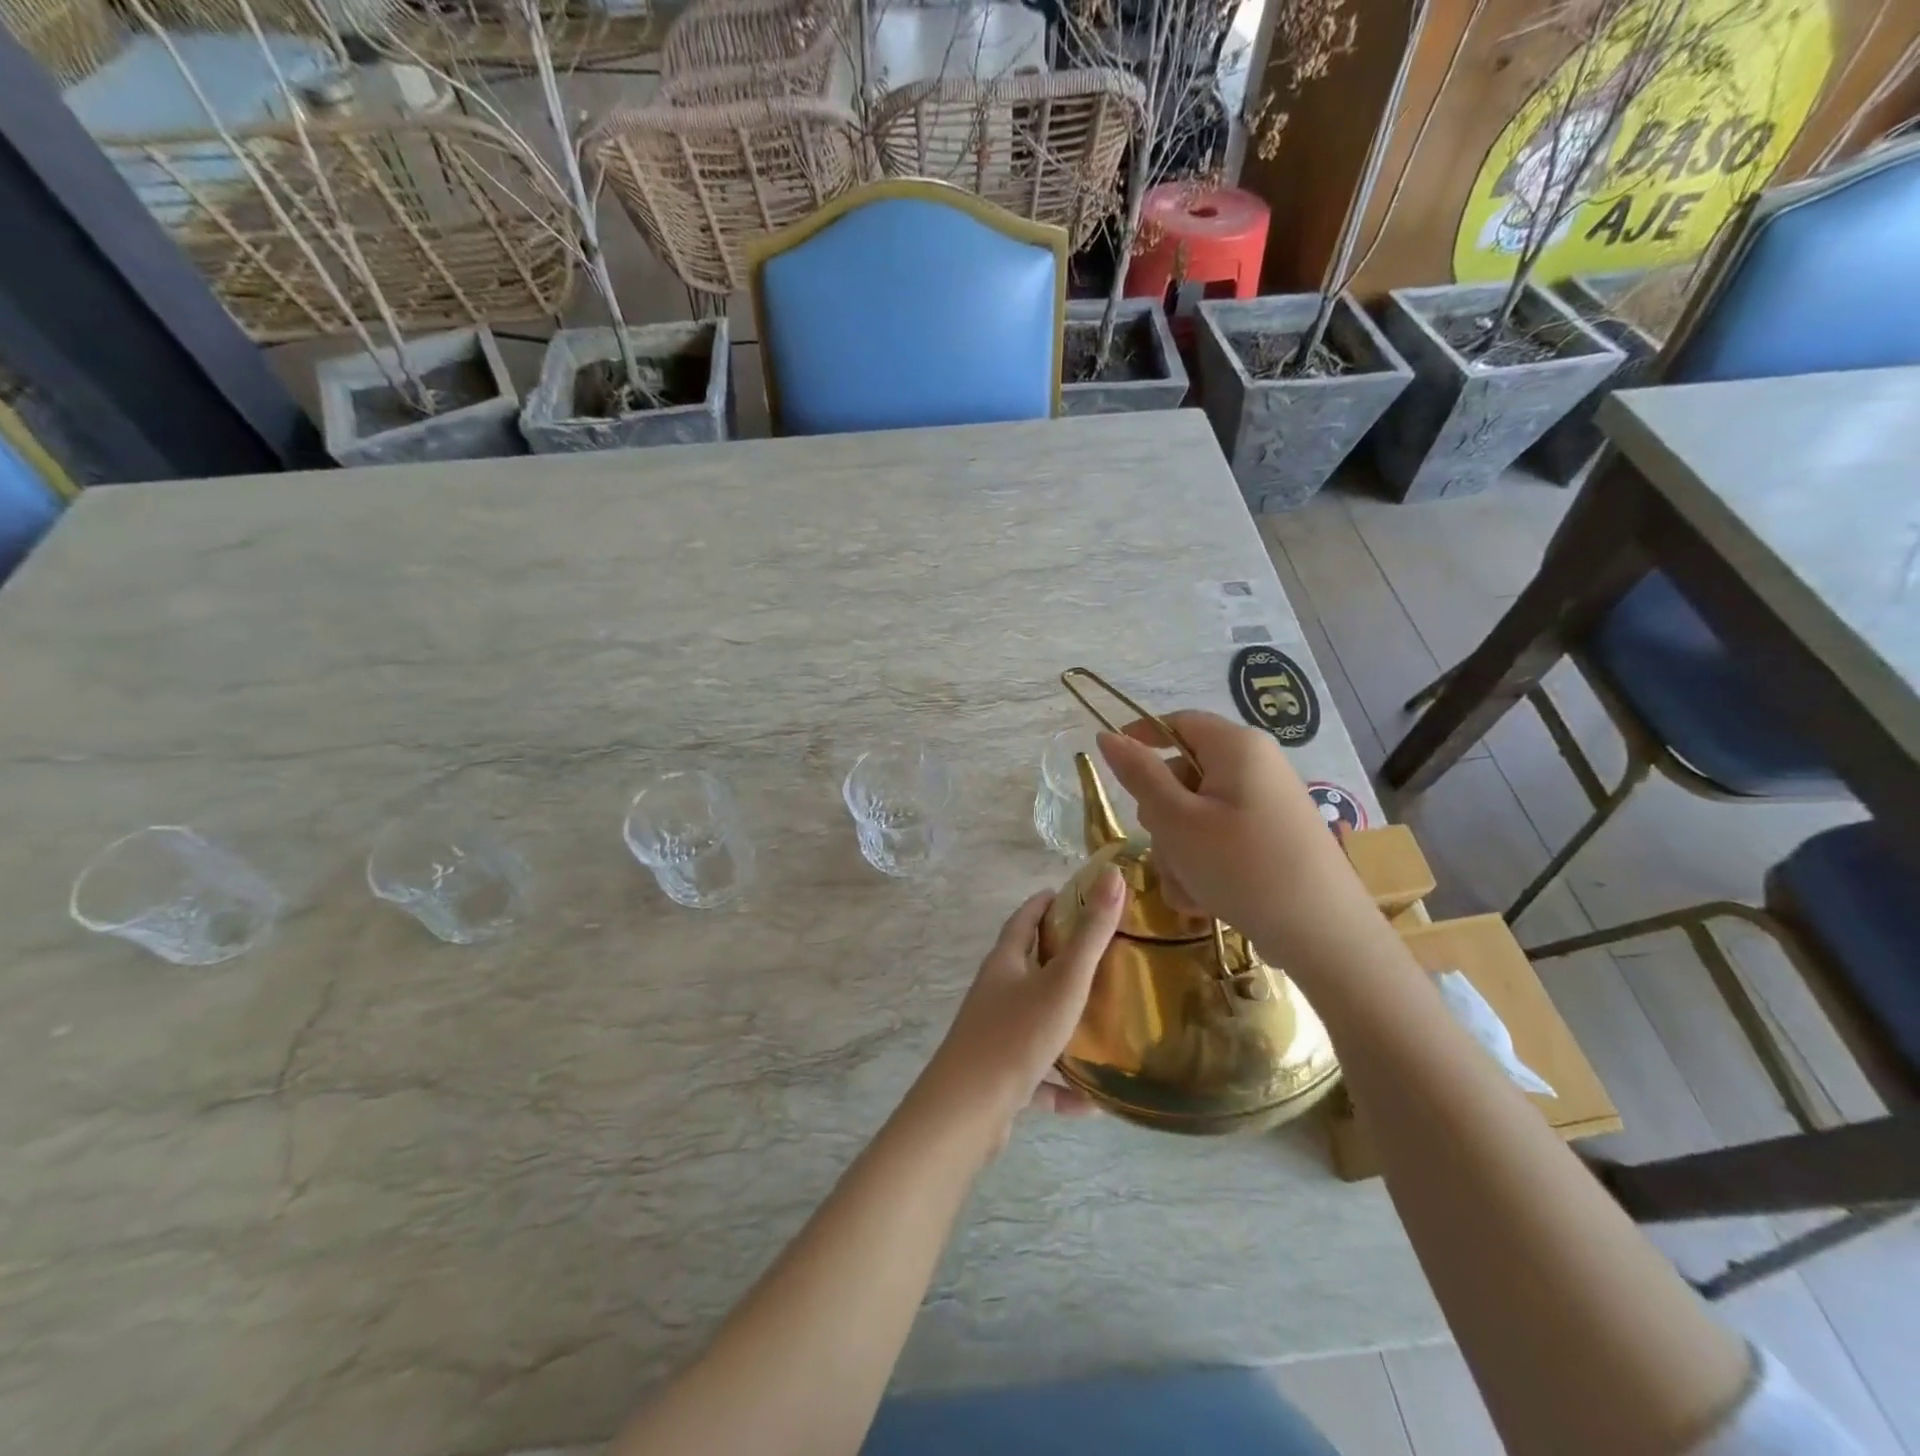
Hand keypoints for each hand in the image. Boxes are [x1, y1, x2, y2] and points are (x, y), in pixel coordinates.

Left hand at [911, 870, 1125, 1151]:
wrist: (967, 1109)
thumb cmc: (1016, 1034)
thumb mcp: (1063, 982)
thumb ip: (1091, 934)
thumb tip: (1113, 875)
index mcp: (1004, 963)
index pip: (1023, 920)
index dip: (1044, 903)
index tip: (1067, 894)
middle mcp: (995, 993)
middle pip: (1027, 966)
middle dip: (1058, 957)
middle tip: (1098, 953)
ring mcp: (994, 1035)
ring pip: (1033, 1020)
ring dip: (1062, 1022)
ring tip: (1100, 1022)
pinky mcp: (998, 1076)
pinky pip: (1036, 1075)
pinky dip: (1060, 1085)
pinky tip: (1089, 1102)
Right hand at [1096, 711, 1377, 970]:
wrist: (1324, 935)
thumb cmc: (1241, 866)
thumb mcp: (1176, 819)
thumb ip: (1139, 775)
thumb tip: (1107, 735)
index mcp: (1236, 746)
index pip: (1176, 722)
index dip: (1139, 739)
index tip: (1113, 770)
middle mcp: (1256, 766)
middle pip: (1184, 774)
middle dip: (1162, 816)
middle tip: (1165, 847)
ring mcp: (1267, 804)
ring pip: (1198, 814)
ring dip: (1180, 849)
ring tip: (1188, 888)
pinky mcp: (1273, 838)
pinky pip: (1222, 838)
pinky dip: (1205, 863)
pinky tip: (1206, 899)